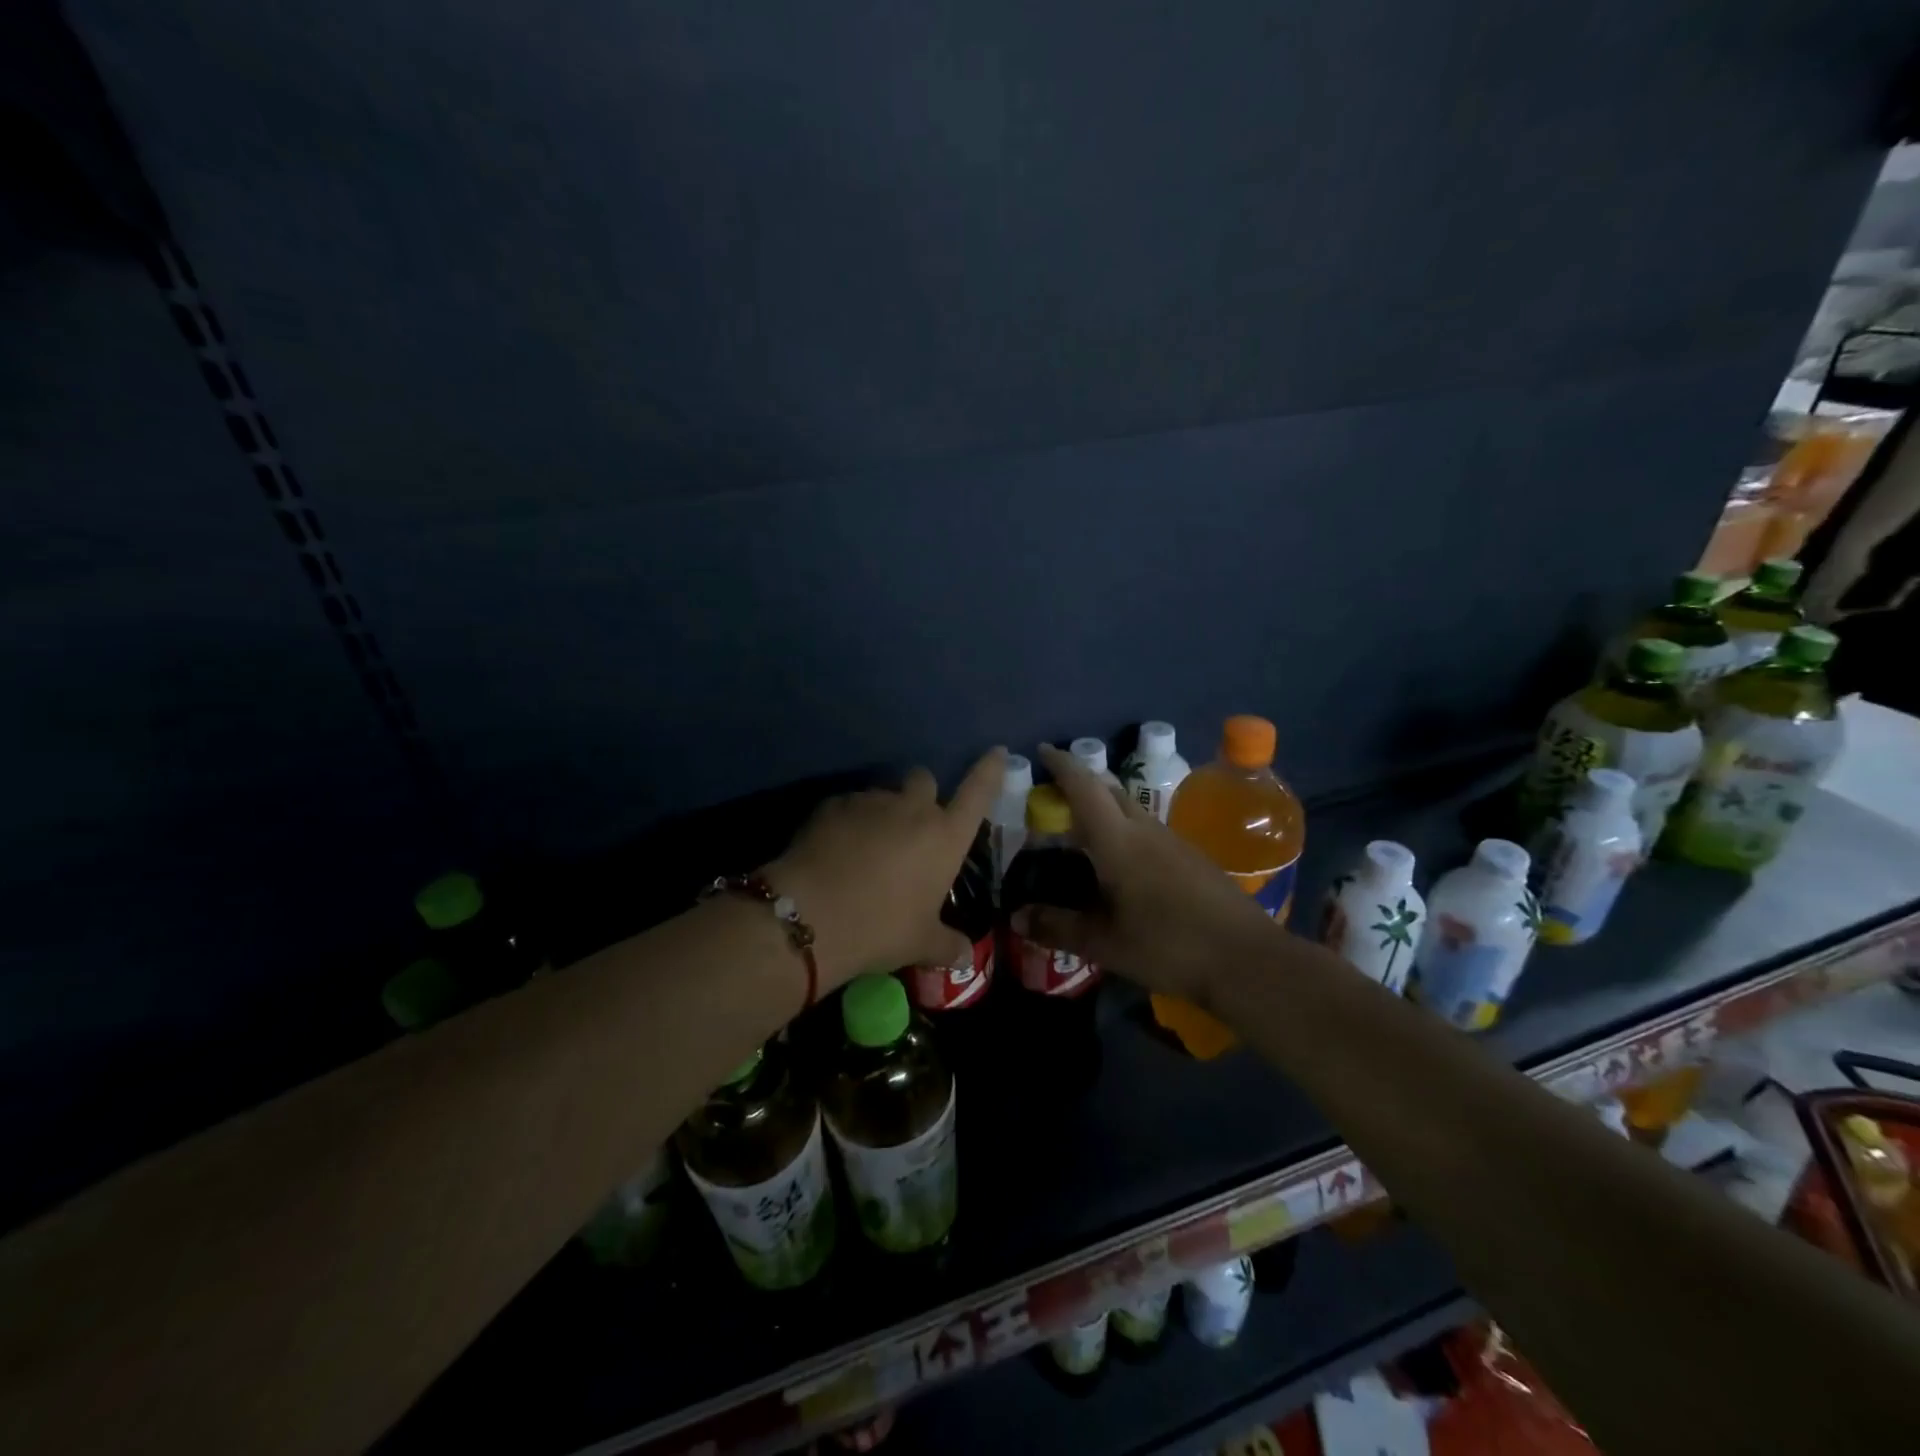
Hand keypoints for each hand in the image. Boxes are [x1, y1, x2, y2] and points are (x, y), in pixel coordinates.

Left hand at [767, 748, 1006, 987]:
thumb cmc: (881, 928)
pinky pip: (849, 806)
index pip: (978, 792)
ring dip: (882, 813)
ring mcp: (871, 801)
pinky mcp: (833, 804)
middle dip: (921, 795)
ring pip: (884, 794)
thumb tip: (964, 954)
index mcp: (945, 836)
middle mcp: (913, 809)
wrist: (811, 916)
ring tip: (865, 848)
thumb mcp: (920, 944)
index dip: (989, 770)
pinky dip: (848, 822)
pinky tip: (835, 851)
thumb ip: (947, 945)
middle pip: (924, 780)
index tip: (996, 752)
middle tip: (910, 827)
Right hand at [1012, 743, 1278, 1005]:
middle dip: (1081, 781)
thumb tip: (1017, 917)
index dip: (1062, 765)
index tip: (1042, 751)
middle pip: (1110, 790)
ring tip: (1082, 828)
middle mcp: (1145, 830)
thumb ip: (1058, 926)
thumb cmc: (1167, 945)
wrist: (1247, 959)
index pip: (1084, 787)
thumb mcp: (1104, 943)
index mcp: (1117, 841)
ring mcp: (1173, 841)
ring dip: (1105, 805)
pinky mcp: (1192, 858)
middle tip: (1055, 792)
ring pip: (1131, 809)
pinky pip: (1148, 829)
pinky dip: (1125, 829)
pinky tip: (1122, 860)